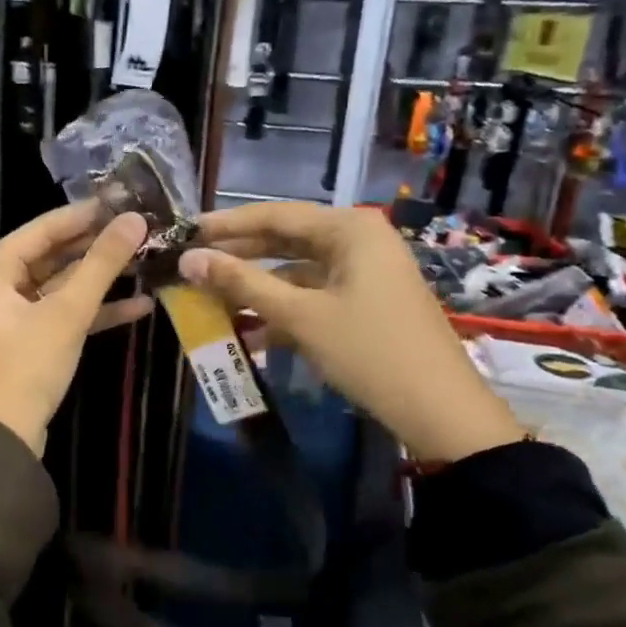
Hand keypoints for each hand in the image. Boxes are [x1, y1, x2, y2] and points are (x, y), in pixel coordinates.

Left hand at [0, 203, 150, 455]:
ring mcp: (14, 314)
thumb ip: (102, 264)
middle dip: (98, 247)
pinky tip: (141, 305)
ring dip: (102, 278)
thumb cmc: (27, 366)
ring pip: (63, 285)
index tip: (125, 199)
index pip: (43, 228)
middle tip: (142, 229)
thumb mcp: (67, 312)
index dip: (85, 214)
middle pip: (54, 255)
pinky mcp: (32, 339)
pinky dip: (96, 311)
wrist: (5, 437)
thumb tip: (135, 220)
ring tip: (147, 260)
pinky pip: (65, 313)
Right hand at [177, 203, 521, 463]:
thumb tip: (188, 260)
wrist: (438, 410)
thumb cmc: (368, 351)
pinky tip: (247, 332)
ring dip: (256, 288)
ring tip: (210, 299)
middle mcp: (358, 240)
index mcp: (350, 229)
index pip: (276, 215)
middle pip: (286, 240)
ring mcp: (364, 273)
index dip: (228, 225)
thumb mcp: (300, 315)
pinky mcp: (364, 303)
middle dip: (239, 256)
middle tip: (192, 263)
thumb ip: (241, 283)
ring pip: (296, 272)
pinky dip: (281, 310)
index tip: (187, 231)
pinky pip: (312, 296)